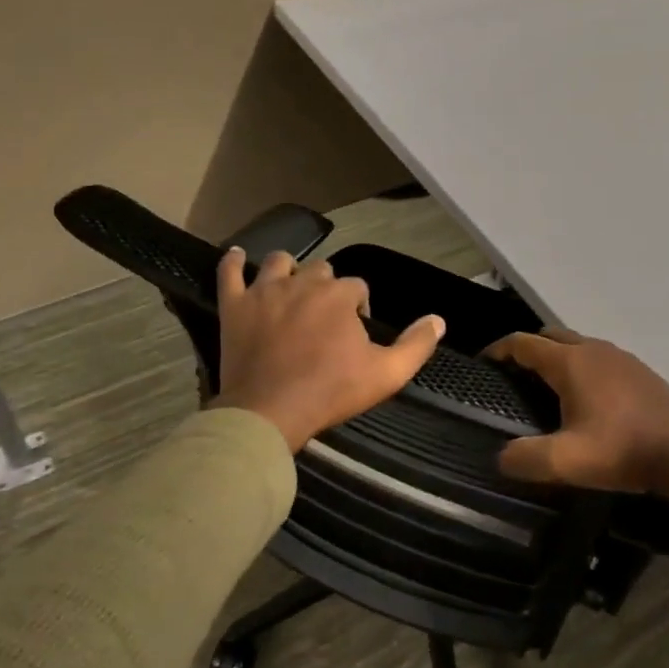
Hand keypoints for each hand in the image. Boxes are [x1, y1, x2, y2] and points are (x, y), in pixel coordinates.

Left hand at [212, 247, 444, 451]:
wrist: (270, 411)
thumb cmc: (331, 391)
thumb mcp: (387, 374)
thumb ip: (416, 345)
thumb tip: (439, 320)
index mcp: (339, 295)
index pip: (357, 286)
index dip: (359, 306)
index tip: (355, 332)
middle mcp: (303, 282)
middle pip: (320, 270)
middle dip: (327, 288)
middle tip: (325, 319)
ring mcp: (264, 291)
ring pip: (279, 262)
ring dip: (289, 270)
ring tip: (291, 289)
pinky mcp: (235, 306)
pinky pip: (229, 272)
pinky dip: (233, 262)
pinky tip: (237, 256)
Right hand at [483, 330, 668, 507]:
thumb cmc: (623, 451)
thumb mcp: (567, 462)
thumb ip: (526, 458)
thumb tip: (501, 457)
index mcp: (571, 363)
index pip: (524, 343)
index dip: (499, 350)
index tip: (483, 363)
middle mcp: (594, 350)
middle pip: (551, 336)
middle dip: (528, 349)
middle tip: (512, 375)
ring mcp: (622, 358)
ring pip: (578, 346)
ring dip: (557, 357)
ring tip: (546, 387)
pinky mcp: (641, 372)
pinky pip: (600, 358)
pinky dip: (582, 367)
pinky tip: (588, 398)